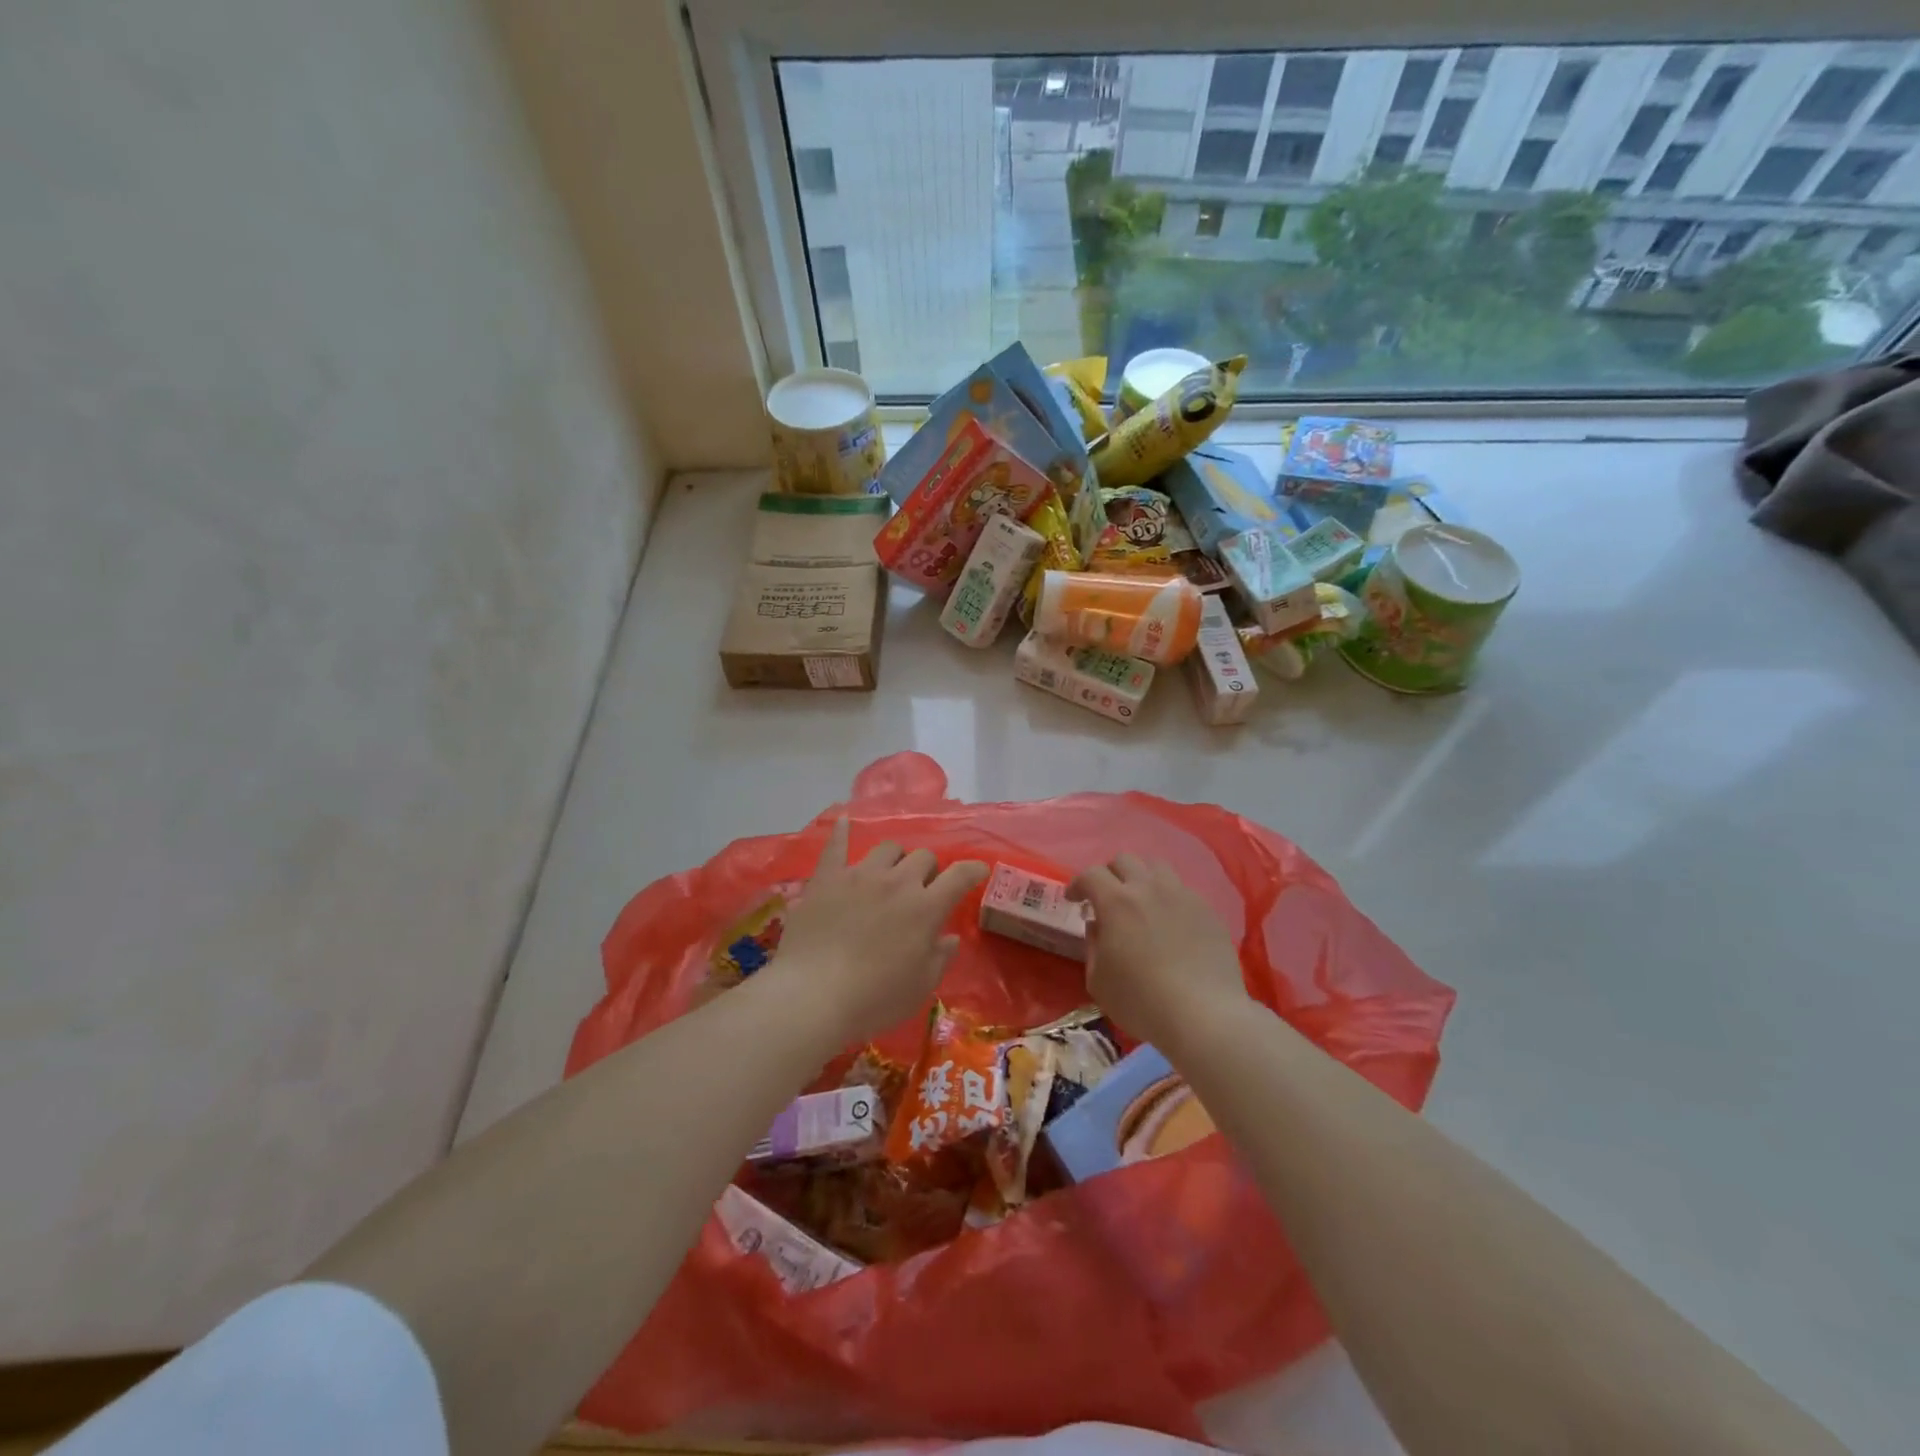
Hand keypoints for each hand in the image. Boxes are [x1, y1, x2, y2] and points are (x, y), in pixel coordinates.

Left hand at [767, 817, 988, 1044]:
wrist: (813, 994)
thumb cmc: (874, 997)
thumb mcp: (920, 987)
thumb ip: (940, 957)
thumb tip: (949, 938)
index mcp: (925, 908)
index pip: (959, 876)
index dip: (973, 870)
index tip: (978, 871)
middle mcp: (896, 882)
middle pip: (922, 857)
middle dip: (928, 869)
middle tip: (922, 889)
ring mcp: (859, 875)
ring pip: (887, 848)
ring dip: (895, 858)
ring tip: (890, 873)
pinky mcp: (827, 879)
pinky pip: (836, 847)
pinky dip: (841, 833)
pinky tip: (843, 822)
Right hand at [1068, 853, 1248, 1049]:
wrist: (1204, 1015)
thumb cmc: (1141, 1001)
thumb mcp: (1098, 981)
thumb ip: (1093, 946)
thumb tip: (1098, 926)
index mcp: (1116, 902)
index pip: (1091, 874)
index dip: (1077, 884)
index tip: (1074, 899)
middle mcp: (1149, 888)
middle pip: (1125, 860)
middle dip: (1109, 874)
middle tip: (1106, 898)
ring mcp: (1182, 896)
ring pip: (1157, 867)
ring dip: (1141, 878)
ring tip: (1140, 901)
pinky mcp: (1207, 910)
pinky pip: (1182, 891)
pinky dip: (1168, 898)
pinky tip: (1170, 923)